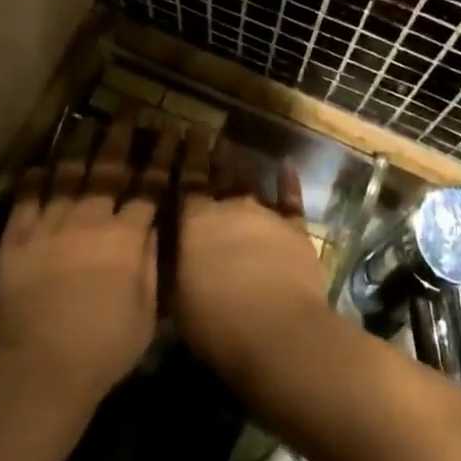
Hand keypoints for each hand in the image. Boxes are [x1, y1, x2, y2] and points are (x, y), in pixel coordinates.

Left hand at [0, 115, 171, 405]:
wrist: (43, 369)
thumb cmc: (105, 348)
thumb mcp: (147, 311)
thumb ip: (152, 262)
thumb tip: (155, 224)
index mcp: (126, 236)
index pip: (149, 185)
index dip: (161, 155)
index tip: (170, 128)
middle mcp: (90, 219)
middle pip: (109, 167)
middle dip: (121, 134)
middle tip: (129, 106)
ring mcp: (51, 225)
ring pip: (68, 174)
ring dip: (79, 145)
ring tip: (87, 121)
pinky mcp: (18, 239)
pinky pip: (26, 199)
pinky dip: (33, 180)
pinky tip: (39, 164)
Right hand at [172, 129, 332, 385]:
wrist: (277, 331)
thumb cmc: (216, 322)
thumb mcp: (177, 299)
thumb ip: (173, 265)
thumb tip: (166, 249)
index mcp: (195, 221)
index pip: (185, 181)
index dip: (183, 154)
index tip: (182, 129)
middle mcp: (229, 207)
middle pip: (216, 173)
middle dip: (208, 151)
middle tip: (202, 129)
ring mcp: (265, 213)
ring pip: (248, 180)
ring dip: (239, 163)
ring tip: (231, 146)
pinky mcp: (294, 228)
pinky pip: (290, 198)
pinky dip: (288, 180)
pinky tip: (286, 165)